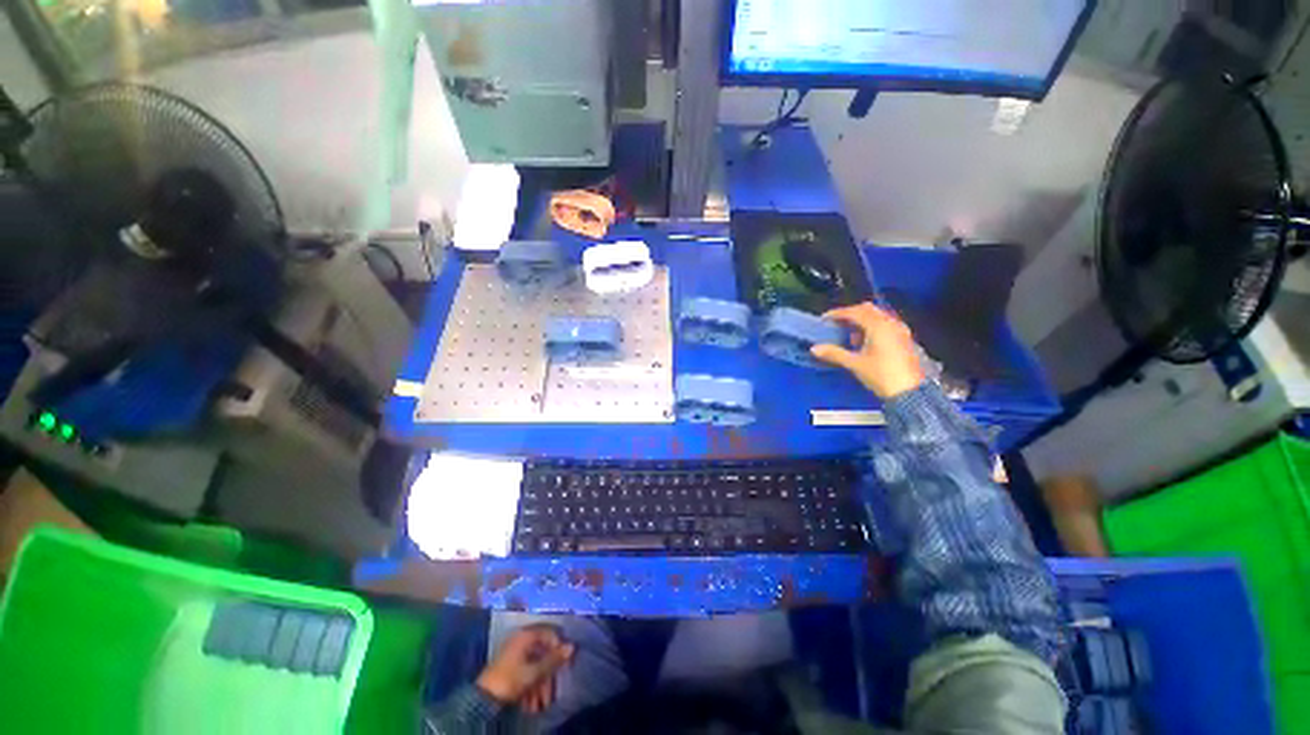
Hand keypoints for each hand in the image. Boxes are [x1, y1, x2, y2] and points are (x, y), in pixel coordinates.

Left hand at [476, 625, 575, 713]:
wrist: (482, 700)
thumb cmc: (510, 680)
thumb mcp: (535, 671)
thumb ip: (554, 659)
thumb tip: (572, 647)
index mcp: (525, 635)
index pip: (549, 634)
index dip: (559, 647)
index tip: (566, 663)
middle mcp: (520, 640)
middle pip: (542, 653)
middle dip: (548, 675)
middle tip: (552, 692)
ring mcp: (514, 653)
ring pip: (535, 666)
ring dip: (540, 685)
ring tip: (542, 704)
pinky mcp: (509, 667)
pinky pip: (526, 673)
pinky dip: (531, 687)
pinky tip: (532, 704)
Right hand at [810, 303, 924, 398]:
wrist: (910, 392)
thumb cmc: (881, 375)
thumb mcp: (855, 364)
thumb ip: (834, 354)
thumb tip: (815, 349)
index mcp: (878, 326)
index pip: (854, 312)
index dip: (837, 313)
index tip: (825, 318)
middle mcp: (890, 324)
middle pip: (868, 309)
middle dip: (851, 314)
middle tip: (837, 323)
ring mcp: (900, 330)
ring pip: (878, 316)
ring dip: (862, 320)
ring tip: (850, 334)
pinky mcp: (904, 339)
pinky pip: (886, 324)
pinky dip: (873, 327)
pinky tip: (865, 341)